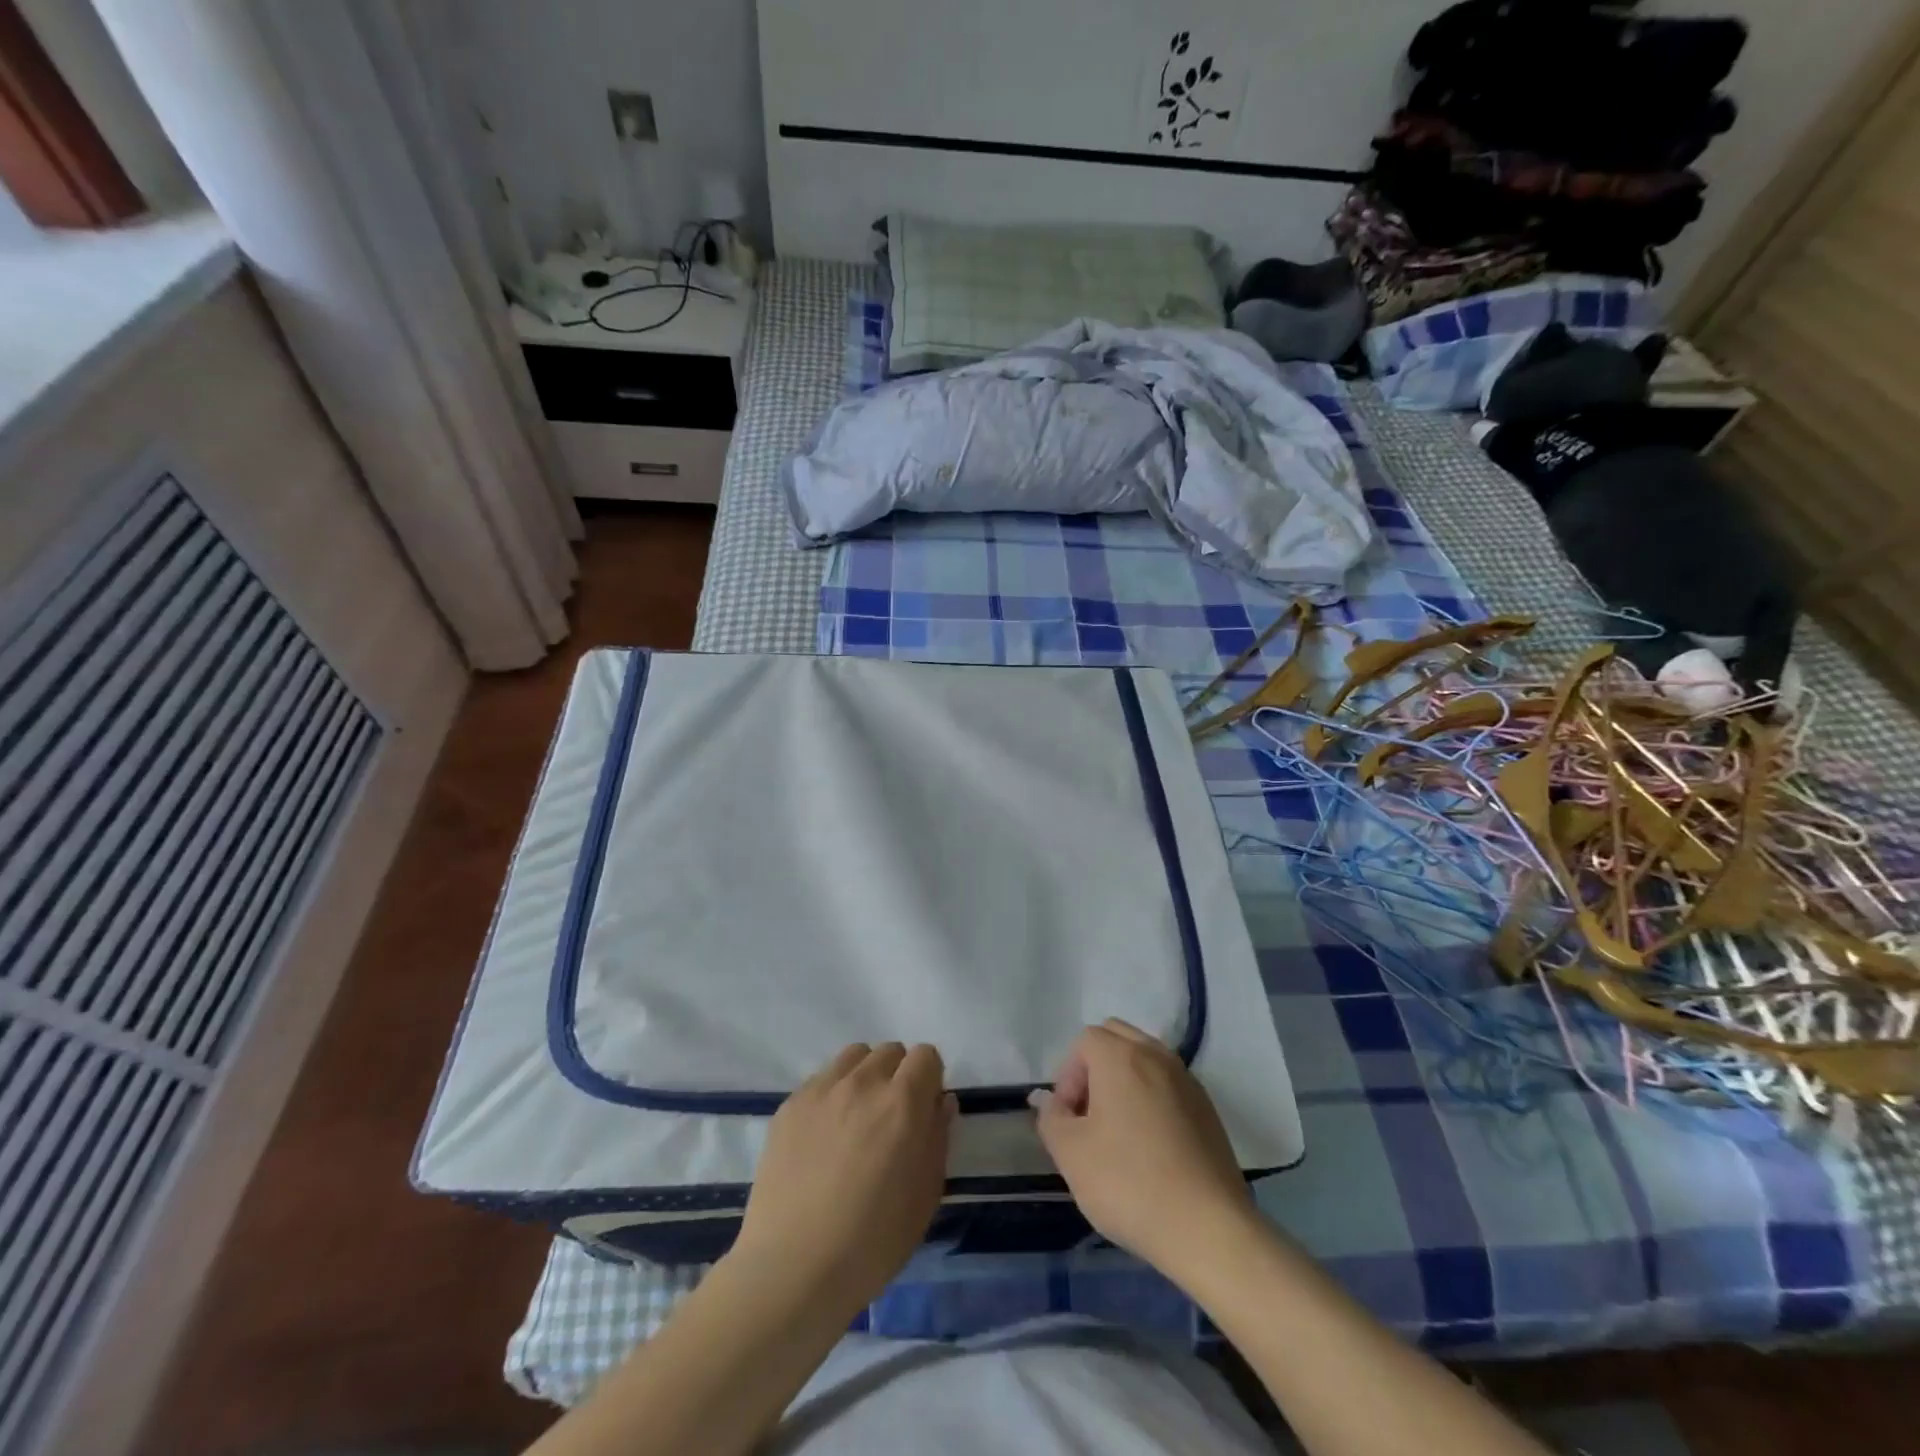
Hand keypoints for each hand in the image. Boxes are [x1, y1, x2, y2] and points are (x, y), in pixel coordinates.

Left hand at [730, 1043, 953, 1315]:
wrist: (793, 1269)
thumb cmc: (872, 1242)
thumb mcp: (925, 1196)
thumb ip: (938, 1138)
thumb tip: (941, 1102)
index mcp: (902, 1103)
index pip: (926, 1055)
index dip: (930, 1079)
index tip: (924, 1111)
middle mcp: (863, 1083)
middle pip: (890, 1051)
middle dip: (898, 1075)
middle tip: (891, 1119)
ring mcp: (822, 1090)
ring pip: (854, 1057)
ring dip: (865, 1076)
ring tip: (857, 1118)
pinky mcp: (790, 1104)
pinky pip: (821, 1079)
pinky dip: (832, 1094)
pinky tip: (824, 1136)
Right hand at [1033, 1019, 1254, 1281]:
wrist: (1209, 1229)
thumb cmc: (1129, 1183)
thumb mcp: (1071, 1154)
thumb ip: (1051, 1118)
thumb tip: (1048, 1100)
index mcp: (1121, 1056)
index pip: (1084, 1041)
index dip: (1068, 1076)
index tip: (1068, 1119)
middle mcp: (1156, 1055)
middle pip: (1117, 1038)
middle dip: (1095, 1068)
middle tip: (1089, 1117)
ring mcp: (1187, 1080)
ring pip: (1145, 1059)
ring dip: (1124, 1081)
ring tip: (1118, 1132)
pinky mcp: (1208, 1109)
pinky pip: (1169, 1084)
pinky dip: (1152, 1098)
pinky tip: (1151, 1147)